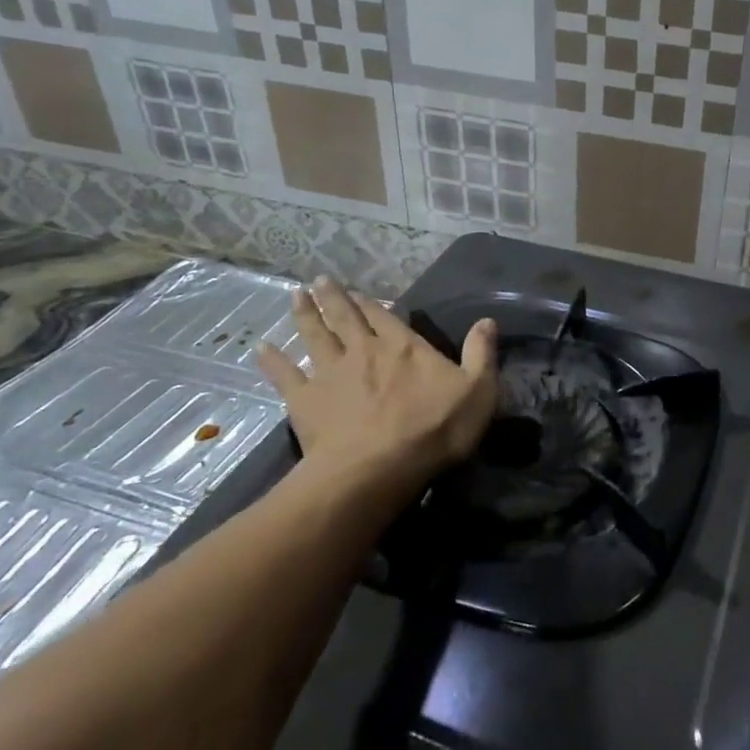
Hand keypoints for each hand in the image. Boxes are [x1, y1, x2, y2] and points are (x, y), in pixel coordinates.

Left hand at [257, 278, 497, 503]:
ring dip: (305, 315)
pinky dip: (273, 360)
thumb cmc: (434, 429)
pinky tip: (262, 348)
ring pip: (315, 337)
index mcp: (404, 347)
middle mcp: (364, 351)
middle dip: (334, 299)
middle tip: (320, 280)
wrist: (377, 469)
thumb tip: (487, 320)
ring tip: (295, 296)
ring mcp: (331, 374)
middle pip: (346, 318)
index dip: (373, 304)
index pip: (386, 317)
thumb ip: (481, 353)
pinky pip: (285, 375)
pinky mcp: (305, 401)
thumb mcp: (478, 391)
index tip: (359, 291)